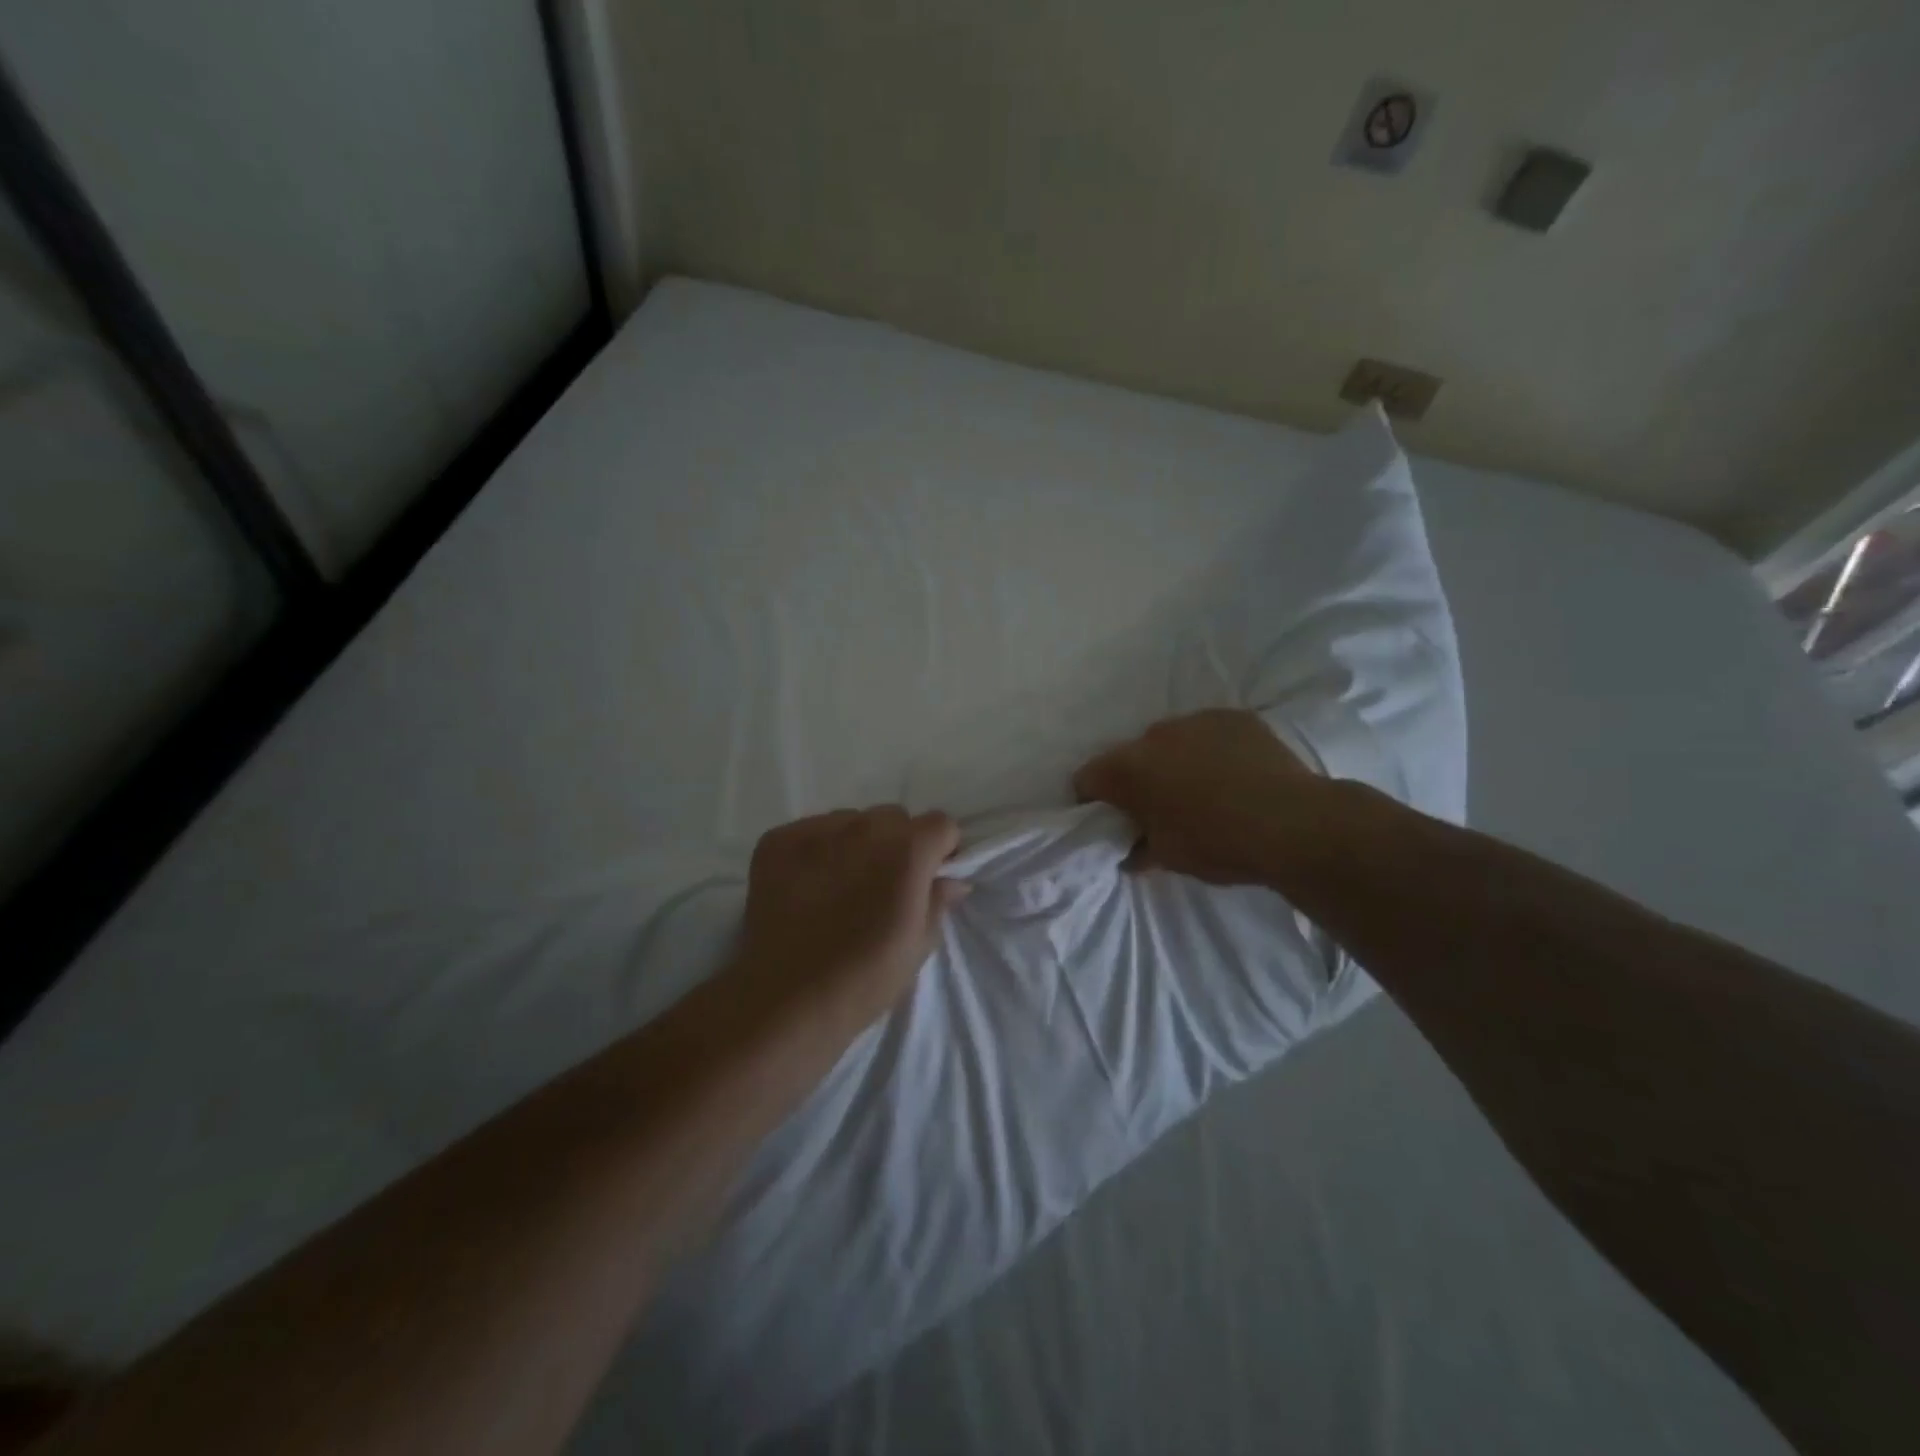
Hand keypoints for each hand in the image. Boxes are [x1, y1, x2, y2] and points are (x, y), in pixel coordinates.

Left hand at [732, 807, 966, 1033]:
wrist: (786, 1000)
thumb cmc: (865, 978)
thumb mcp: (918, 946)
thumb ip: (938, 901)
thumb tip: (951, 880)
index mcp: (907, 850)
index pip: (941, 823)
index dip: (940, 849)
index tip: (930, 875)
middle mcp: (864, 827)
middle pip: (893, 818)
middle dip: (897, 844)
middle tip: (883, 885)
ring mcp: (816, 830)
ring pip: (850, 821)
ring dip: (855, 844)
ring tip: (840, 886)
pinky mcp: (777, 840)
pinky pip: (809, 831)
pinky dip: (816, 851)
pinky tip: (807, 887)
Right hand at [1072, 709, 1322, 886]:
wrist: (1294, 823)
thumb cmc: (1218, 843)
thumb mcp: (1169, 858)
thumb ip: (1140, 849)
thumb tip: (1131, 851)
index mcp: (1128, 768)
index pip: (1088, 777)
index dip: (1091, 800)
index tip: (1108, 819)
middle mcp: (1154, 734)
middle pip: (1130, 756)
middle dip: (1137, 780)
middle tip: (1159, 809)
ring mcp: (1196, 720)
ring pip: (1171, 741)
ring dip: (1174, 762)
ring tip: (1203, 790)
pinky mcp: (1234, 717)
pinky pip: (1208, 734)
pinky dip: (1211, 751)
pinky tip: (1234, 775)